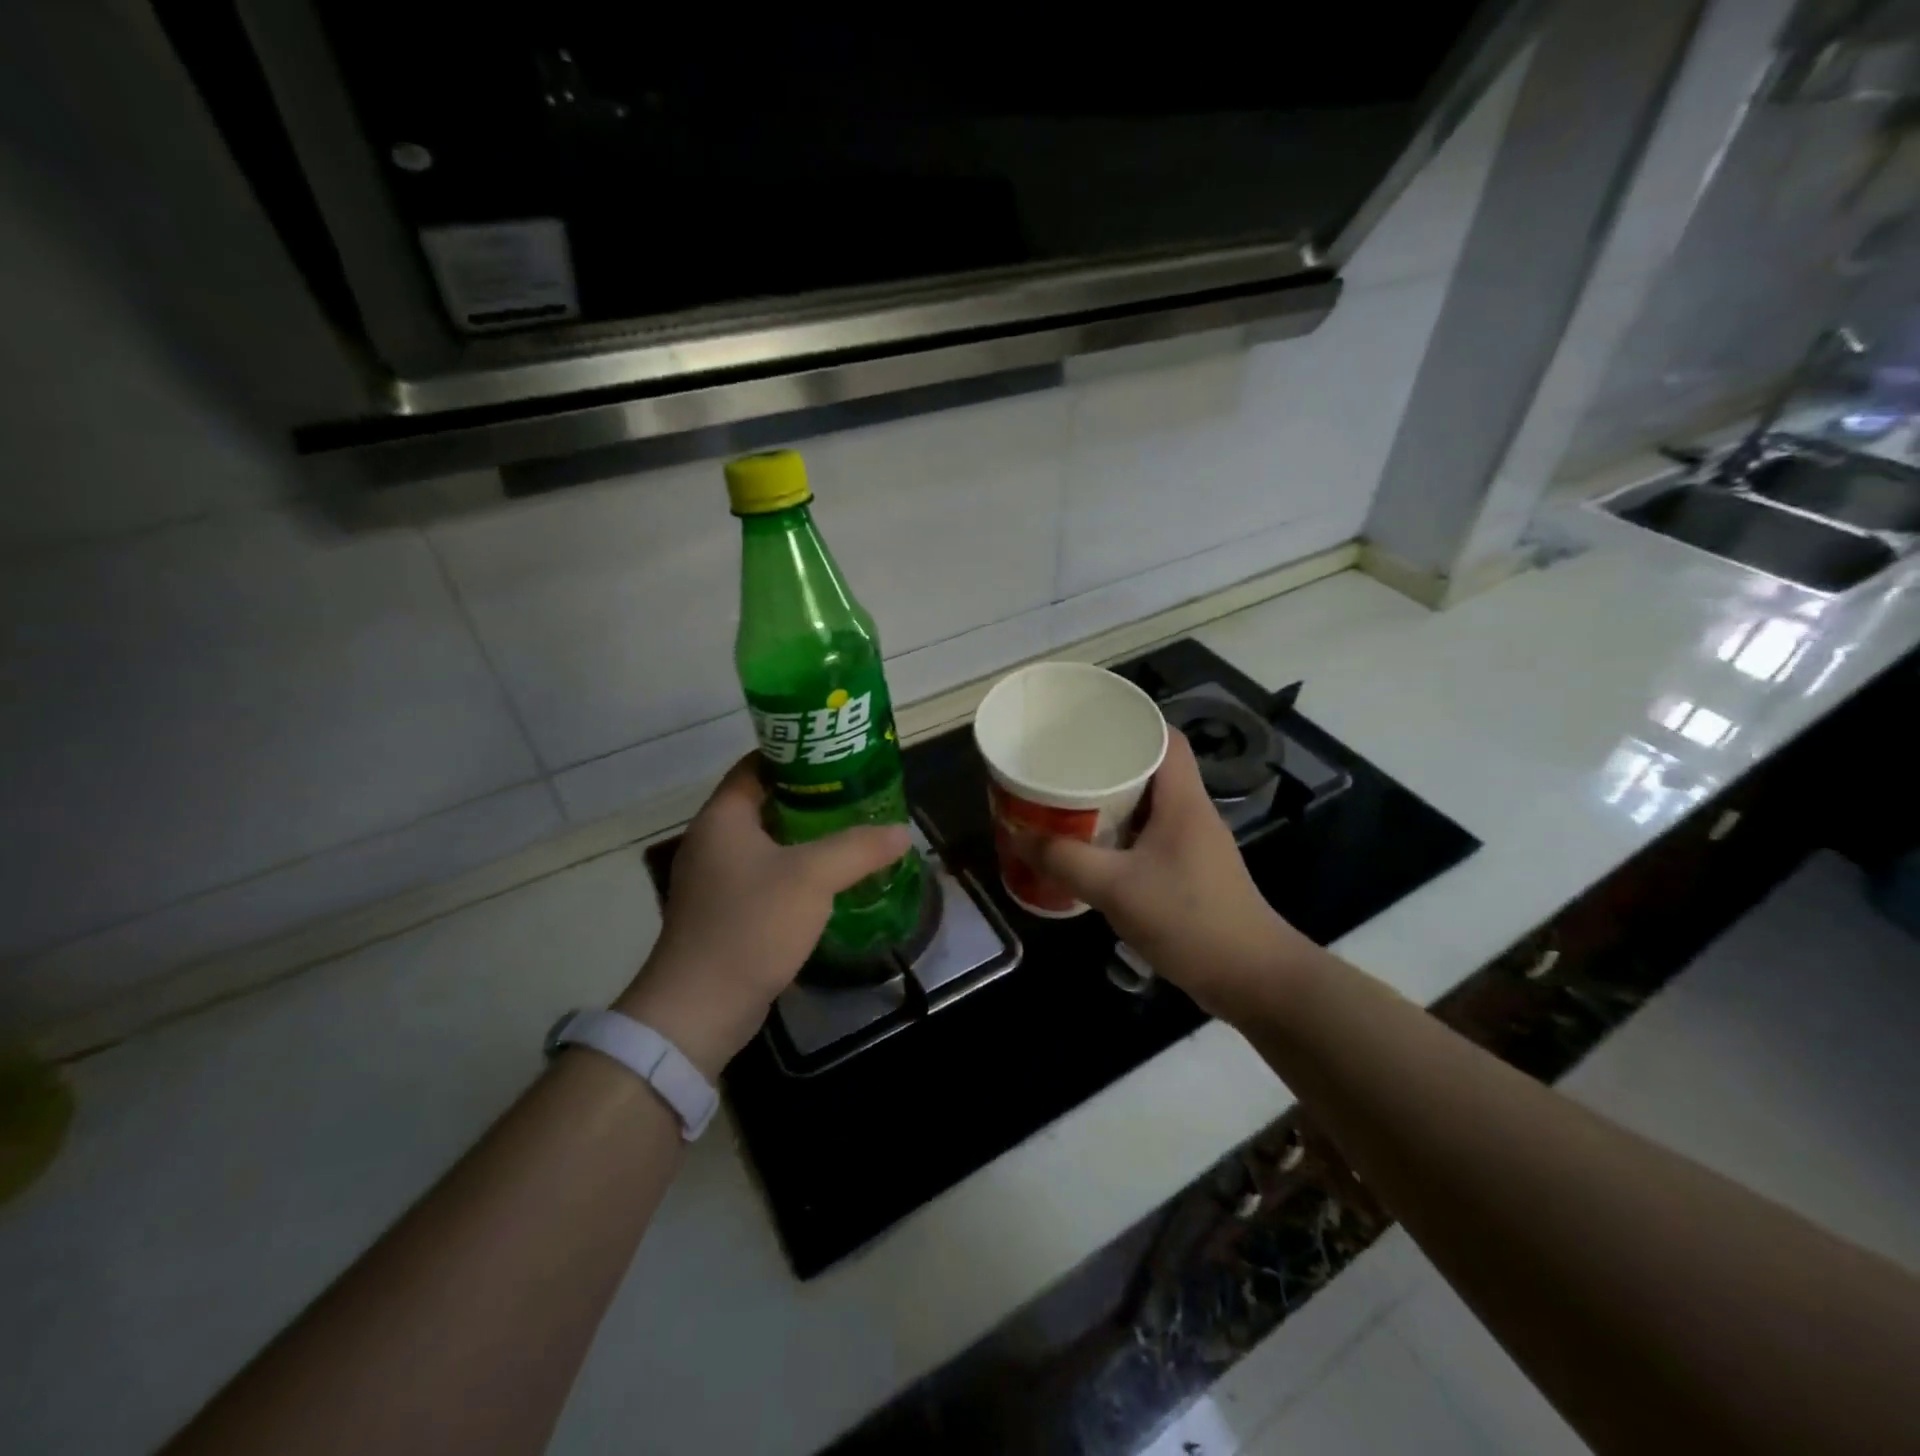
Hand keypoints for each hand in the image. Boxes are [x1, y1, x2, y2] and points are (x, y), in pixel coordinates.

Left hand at [617, 755, 911, 1077]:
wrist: (700, 1008)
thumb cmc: (751, 925)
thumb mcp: (812, 877)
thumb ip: (859, 848)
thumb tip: (901, 831)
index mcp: (722, 817)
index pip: (758, 765)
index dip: (798, 755)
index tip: (840, 756)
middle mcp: (713, 841)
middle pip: (765, 802)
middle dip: (811, 796)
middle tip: (858, 793)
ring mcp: (715, 879)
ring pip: (768, 842)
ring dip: (806, 836)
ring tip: (852, 831)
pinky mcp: (724, 912)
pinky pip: (765, 875)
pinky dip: (795, 869)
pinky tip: (829, 879)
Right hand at [1014, 731, 1315, 1017]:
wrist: (1251, 978)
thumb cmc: (1188, 919)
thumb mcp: (1116, 888)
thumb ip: (1064, 860)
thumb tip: (1016, 835)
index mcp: (1182, 800)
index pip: (1165, 737)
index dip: (1130, 722)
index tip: (1088, 725)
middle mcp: (1190, 813)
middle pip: (1150, 769)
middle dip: (1107, 764)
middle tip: (1063, 765)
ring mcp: (1192, 845)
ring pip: (1147, 806)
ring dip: (1110, 802)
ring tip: (1066, 802)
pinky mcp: (1188, 873)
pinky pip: (1147, 837)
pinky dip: (1119, 835)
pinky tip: (1089, 850)